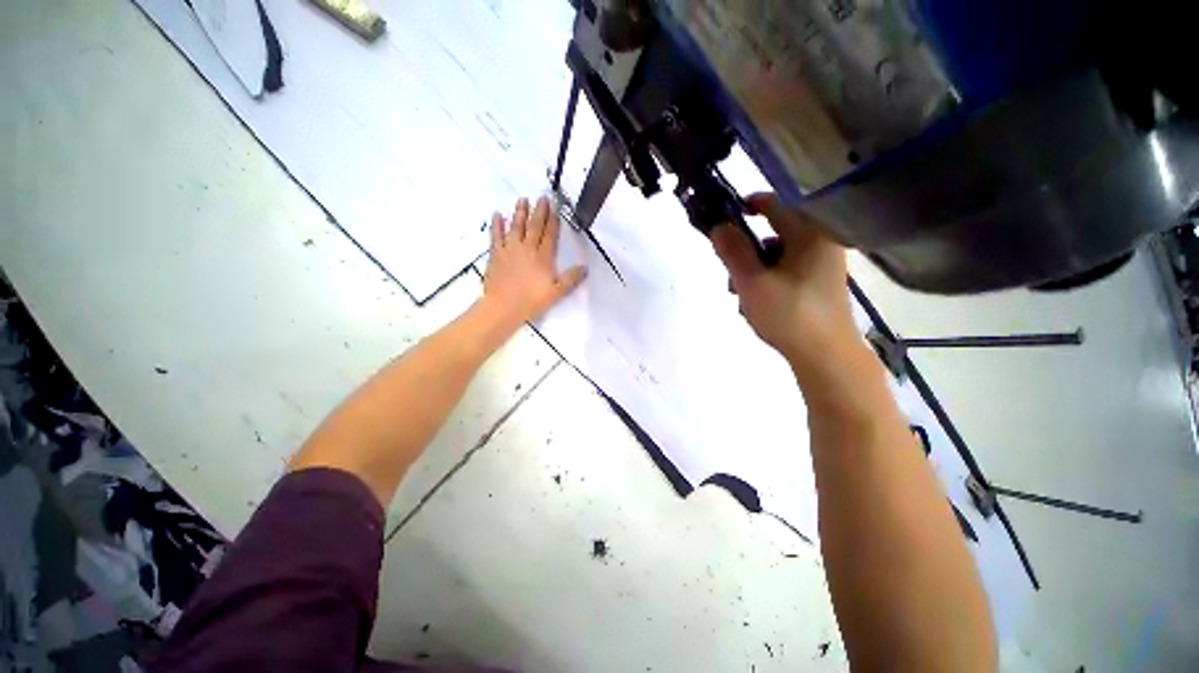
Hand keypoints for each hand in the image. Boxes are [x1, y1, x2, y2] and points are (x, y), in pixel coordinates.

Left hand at [480, 196, 586, 330]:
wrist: (503, 306)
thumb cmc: (531, 300)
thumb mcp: (556, 292)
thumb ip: (571, 279)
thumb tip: (585, 268)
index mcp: (543, 257)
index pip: (550, 235)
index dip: (553, 221)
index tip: (555, 208)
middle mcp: (527, 249)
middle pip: (534, 227)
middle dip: (539, 211)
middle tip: (542, 197)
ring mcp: (510, 249)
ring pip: (516, 227)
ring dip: (520, 213)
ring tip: (522, 200)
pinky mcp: (496, 254)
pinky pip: (496, 236)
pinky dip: (496, 225)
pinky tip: (497, 215)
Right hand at [710, 193, 855, 366]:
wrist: (825, 356)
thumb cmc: (788, 314)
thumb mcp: (751, 281)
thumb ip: (732, 251)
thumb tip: (718, 226)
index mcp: (809, 234)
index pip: (773, 204)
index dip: (744, 207)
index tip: (721, 219)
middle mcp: (819, 243)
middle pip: (771, 234)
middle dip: (744, 252)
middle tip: (730, 275)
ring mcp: (821, 265)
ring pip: (775, 257)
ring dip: (753, 271)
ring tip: (742, 297)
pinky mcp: (818, 284)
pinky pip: (785, 272)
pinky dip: (767, 281)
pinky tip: (757, 304)